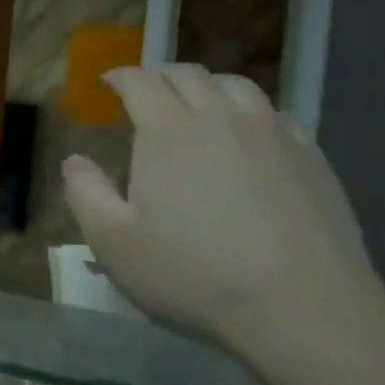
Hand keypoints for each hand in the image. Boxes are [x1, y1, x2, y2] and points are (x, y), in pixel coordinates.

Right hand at [61, 65, 384, 369]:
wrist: (303, 309)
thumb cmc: (195, 276)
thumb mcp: (115, 245)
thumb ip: (85, 195)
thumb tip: (73, 161)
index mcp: (169, 133)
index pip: (141, 82)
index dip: (120, 76)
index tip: (108, 82)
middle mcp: (221, 119)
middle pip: (189, 75)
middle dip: (160, 76)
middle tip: (146, 92)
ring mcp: (273, 134)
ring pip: (236, 86)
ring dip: (207, 86)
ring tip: (197, 104)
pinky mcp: (311, 157)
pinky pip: (275, 114)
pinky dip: (250, 112)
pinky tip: (249, 136)